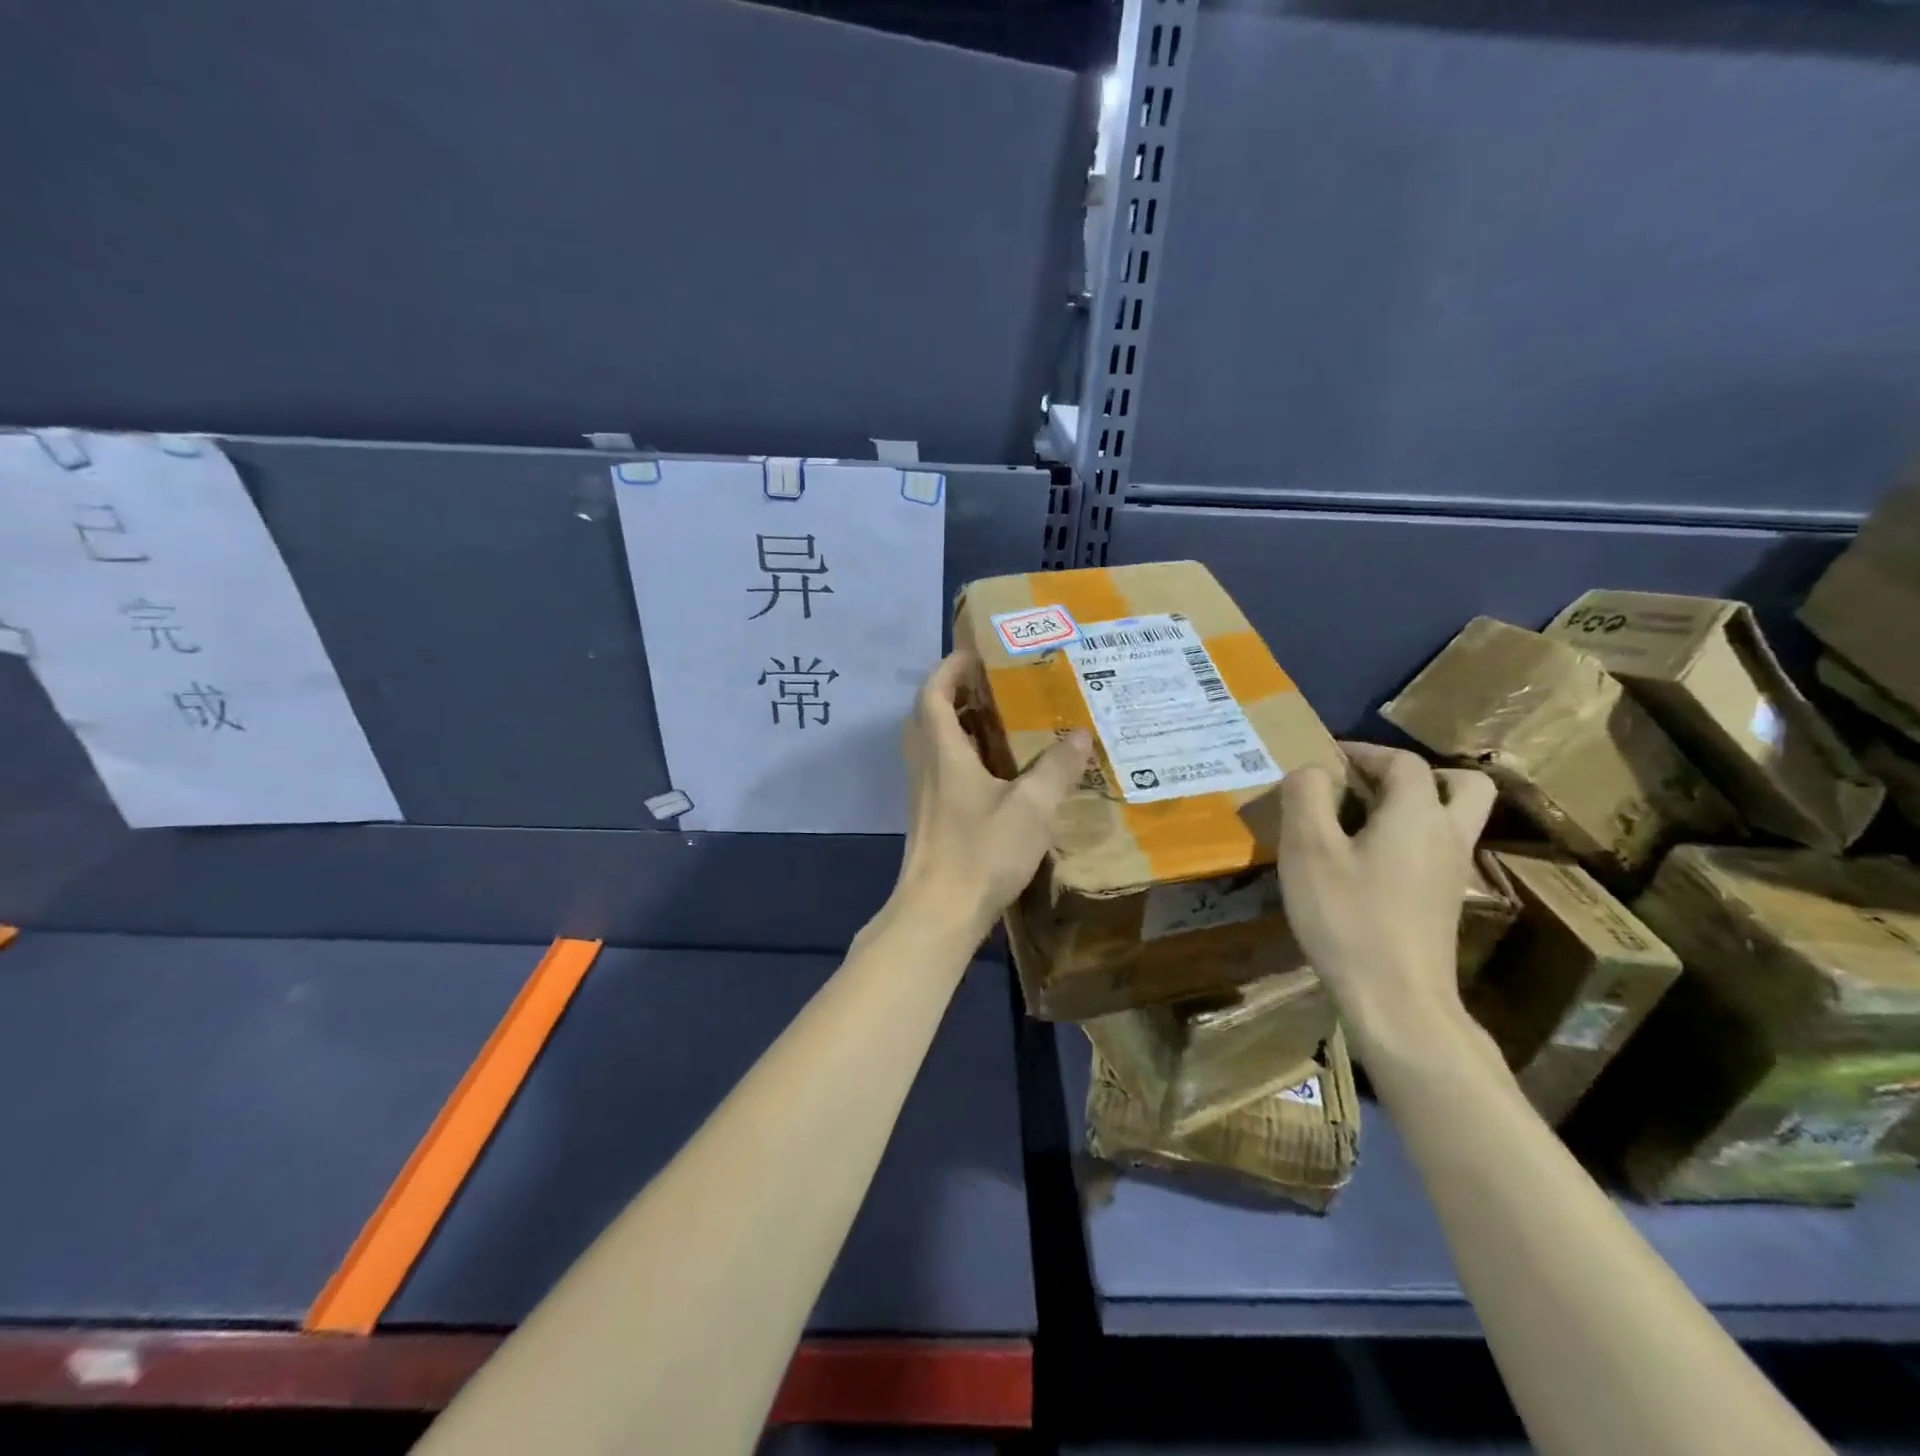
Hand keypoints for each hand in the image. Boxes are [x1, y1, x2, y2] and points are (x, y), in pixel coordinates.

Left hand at [894, 651, 1090, 937]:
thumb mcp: (1030, 808)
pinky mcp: (930, 815)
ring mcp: (924, 792)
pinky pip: (942, 768)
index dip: (951, 667)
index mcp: (942, 750)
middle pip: (930, 712)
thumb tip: (1079, 735)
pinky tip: (999, 770)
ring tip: (1003, 720)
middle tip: (998, 685)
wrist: (938, 913)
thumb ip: (1055, 769)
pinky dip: (963, 754)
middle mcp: (926, 764)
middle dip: (958, 691)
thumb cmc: (980, 852)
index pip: (933, 691)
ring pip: (935, 742)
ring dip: (960, 723)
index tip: (980, 654)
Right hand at [1276, 742, 1496, 1063]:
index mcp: (1417, 814)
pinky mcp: (1445, 902)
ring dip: (1419, 805)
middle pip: (1461, 784)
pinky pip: (1439, 850)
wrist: (1397, 1000)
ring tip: (1366, 818)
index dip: (1365, 750)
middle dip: (1416, 773)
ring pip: (1456, 819)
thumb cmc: (1348, 917)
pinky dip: (1411, 838)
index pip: (1403, 761)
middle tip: (1370, 784)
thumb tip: (1312, 770)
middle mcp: (1448, 836)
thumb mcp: (1308, 850)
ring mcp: (1453, 872)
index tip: (1328, 757)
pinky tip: (1368, 861)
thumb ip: (1306, 796)